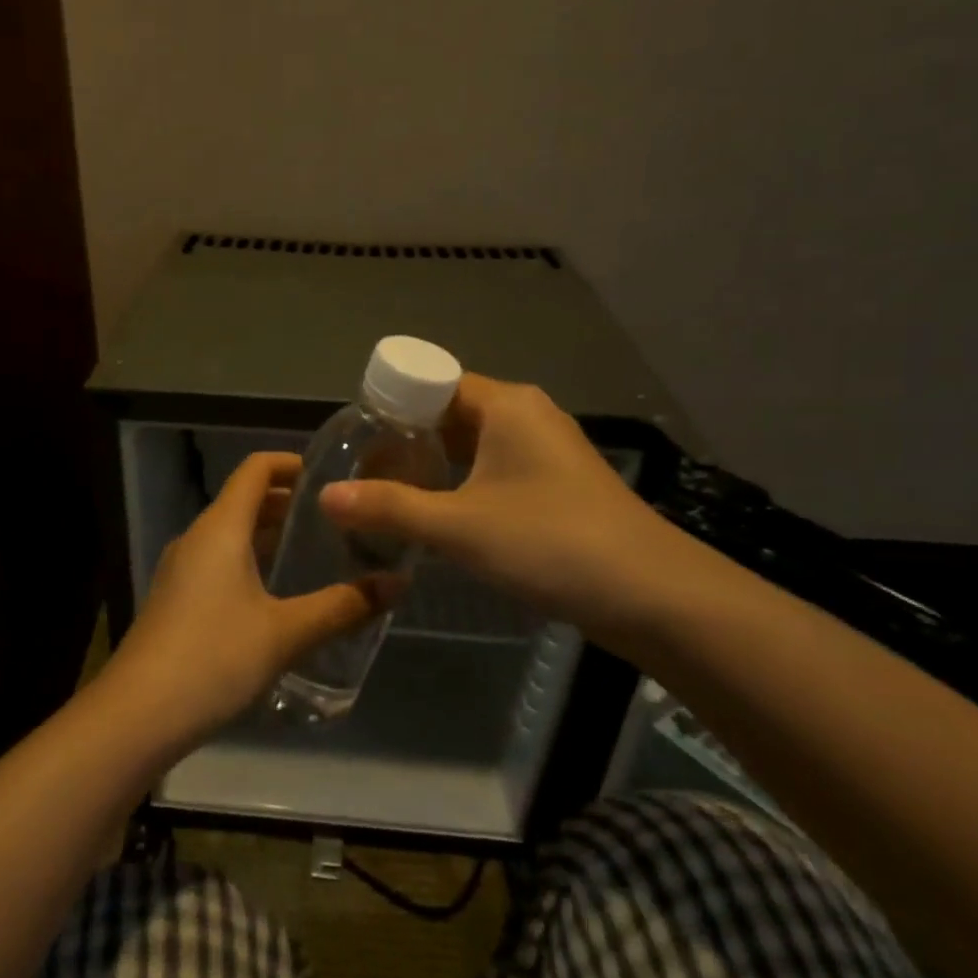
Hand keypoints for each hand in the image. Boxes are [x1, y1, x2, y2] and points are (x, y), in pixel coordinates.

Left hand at [105, 452, 384, 746]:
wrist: (137, 715)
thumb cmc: (214, 658)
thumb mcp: (286, 633)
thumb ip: (343, 606)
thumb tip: (398, 583)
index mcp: (220, 528)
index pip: (256, 469)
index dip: (293, 463)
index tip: (333, 475)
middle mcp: (196, 538)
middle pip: (244, 500)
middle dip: (288, 503)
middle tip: (338, 518)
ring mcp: (181, 570)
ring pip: (231, 535)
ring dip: (270, 535)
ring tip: (316, 552)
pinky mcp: (176, 600)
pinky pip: (219, 563)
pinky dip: (251, 562)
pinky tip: (278, 596)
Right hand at [319, 374, 688, 640]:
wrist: (652, 595)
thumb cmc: (550, 543)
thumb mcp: (460, 527)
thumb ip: (389, 509)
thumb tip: (326, 495)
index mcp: (505, 405)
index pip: (433, 382)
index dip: (390, 403)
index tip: (354, 436)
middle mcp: (526, 416)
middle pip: (450, 412)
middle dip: (405, 438)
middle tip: (361, 469)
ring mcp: (545, 452)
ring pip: (472, 444)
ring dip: (432, 464)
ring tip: (386, 491)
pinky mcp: (555, 486)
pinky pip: (493, 469)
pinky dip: (460, 483)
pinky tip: (436, 514)